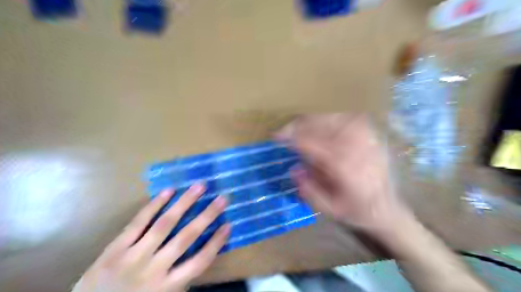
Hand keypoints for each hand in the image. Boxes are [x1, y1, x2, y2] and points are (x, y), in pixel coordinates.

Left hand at [74, 185, 228, 291]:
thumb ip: (180, 280)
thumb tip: (200, 255)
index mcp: (168, 287)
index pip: (200, 261)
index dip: (216, 242)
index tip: (229, 225)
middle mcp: (154, 269)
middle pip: (186, 237)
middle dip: (207, 216)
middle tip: (222, 198)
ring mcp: (133, 256)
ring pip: (164, 224)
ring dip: (184, 203)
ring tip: (199, 186)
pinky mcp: (115, 248)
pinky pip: (138, 222)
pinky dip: (154, 205)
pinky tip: (168, 191)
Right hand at [277, 114, 411, 233]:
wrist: (389, 209)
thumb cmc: (358, 211)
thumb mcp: (330, 209)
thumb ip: (309, 190)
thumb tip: (293, 169)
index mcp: (346, 168)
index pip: (313, 143)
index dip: (293, 137)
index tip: (277, 137)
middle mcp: (357, 147)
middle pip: (322, 124)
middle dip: (299, 125)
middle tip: (284, 131)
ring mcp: (366, 137)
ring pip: (332, 118)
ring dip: (311, 121)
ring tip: (297, 128)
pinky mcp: (371, 134)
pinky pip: (345, 118)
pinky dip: (327, 119)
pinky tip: (319, 126)